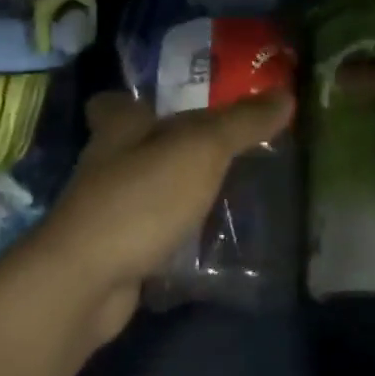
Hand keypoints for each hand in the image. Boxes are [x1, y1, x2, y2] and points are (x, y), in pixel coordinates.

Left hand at [32, 89, 294, 345]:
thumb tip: (286, 95)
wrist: (89, 280)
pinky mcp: (115, 253)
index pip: (116, 102)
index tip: (174, 106)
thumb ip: (241, 123)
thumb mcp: (200, 150)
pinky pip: (150, 236)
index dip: (138, 101)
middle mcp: (105, 166)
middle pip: (135, 149)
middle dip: (170, 151)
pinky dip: (173, 238)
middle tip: (222, 153)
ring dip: (175, 195)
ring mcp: (106, 213)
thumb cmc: (142, 199)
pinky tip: (207, 245)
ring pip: (145, 194)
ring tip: (226, 197)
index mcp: (118, 129)